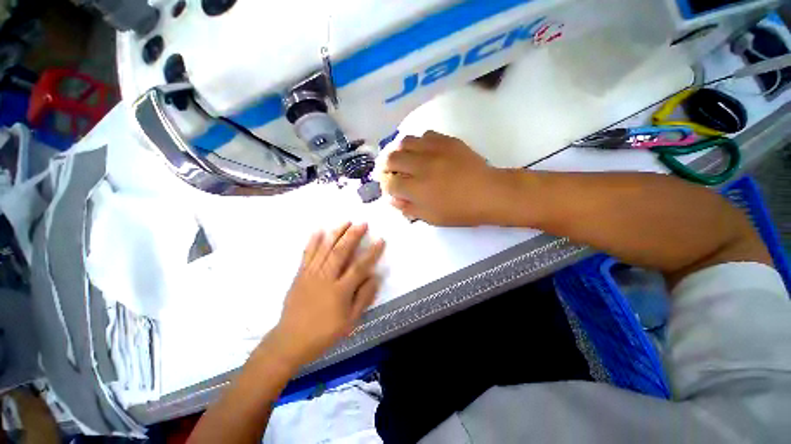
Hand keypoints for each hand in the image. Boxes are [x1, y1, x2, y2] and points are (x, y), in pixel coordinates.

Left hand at [271, 223, 384, 366]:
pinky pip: (307, 254)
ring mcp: (310, 274)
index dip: (371, 253)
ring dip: (336, 233)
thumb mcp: (350, 322)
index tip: (380, 240)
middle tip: (362, 223)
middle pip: (340, 252)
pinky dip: (313, 241)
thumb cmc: (324, 333)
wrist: (290, 340)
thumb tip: (375, 277)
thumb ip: (363, 298)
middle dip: (353, 235)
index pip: (359, 267)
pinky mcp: (300, 274)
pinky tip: (319, 230)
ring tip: (346, 221)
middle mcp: (325, 278)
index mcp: (339, 291)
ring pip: (324, 249)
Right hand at [380, 131, 513, 225]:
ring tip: (404, 158)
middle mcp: (420, 166)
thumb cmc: (460, 211)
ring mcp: (434, 150)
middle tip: (391, 171)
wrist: (489, 193)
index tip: (390, 188)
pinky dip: (419, 143)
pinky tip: (423, 151)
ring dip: (399, 151)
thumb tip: (393, 199)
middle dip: (387, 166)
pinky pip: (425, 135)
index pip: (390, 183)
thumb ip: (409, 208)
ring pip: (405, 142)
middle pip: (391, 158)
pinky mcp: (447, 141)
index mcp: (416, 189)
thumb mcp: (431, 218)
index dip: (386, 186)